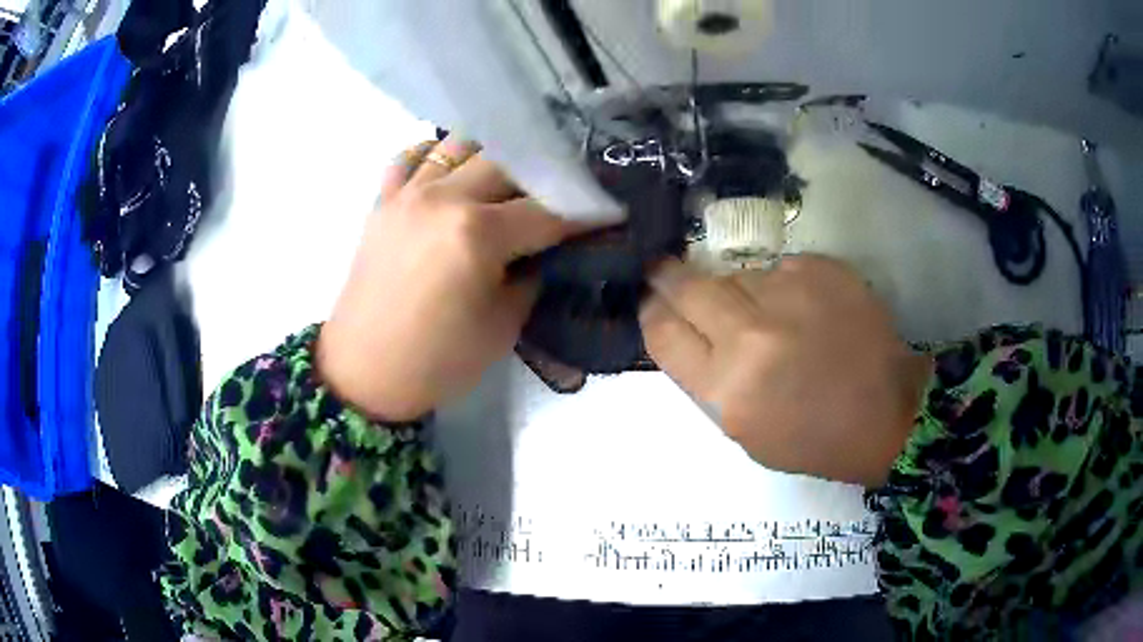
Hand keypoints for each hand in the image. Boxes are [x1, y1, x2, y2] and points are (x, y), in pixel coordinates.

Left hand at [318, 139, 588, 420]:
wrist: (365, 373)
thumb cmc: (438, 361)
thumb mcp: (504, 326)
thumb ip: (533, 276)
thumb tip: (549, 251)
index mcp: (477, 233)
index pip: (547, 211)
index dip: (585, 213)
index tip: (609, 211)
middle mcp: (444, 197)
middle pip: (509, 162)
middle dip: (544, 175)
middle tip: (562, 192)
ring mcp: (409, 193)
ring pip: (461, 145)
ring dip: (493, 154)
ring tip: (510, 175)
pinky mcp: (383, 202)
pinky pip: (411, 157)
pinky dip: (435, 155)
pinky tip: (450, 171)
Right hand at [639, 255, 930, 486]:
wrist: (886, 413)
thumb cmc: (813, 438)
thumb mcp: (743, 430)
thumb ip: (706, 378)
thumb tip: (685, 326)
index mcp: (727, 390)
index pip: (663, 333)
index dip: (650, 311)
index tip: (649, 300)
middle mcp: (751, 336)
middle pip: (688, 286)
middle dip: (668, 277)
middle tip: (665, 271)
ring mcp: (790, 295)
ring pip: (737, 275)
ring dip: (738, 290)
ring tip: (769, 316)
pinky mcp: (821, 270)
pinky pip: (779, 269)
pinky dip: (781, 286)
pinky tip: (803, 311)